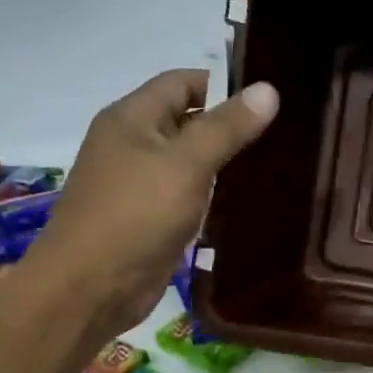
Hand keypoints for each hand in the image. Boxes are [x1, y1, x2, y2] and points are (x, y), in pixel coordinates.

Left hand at [25, 70, 278, 331]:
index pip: (183, 83)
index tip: (270, 100)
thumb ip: (227, 128)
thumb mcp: (186, 165)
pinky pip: (187, 194)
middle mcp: (132, 144)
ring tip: (275, 164)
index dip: (224, 85)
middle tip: (283, 133)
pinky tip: (247, 202)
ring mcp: (139, 183)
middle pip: (187, 120)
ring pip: (189, 160)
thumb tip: (269, 89)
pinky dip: (213, 194)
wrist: (89, 289)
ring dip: (225, 162)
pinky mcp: (149, 218)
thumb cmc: (135, 216)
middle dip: (230, 125)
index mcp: (132, 118)